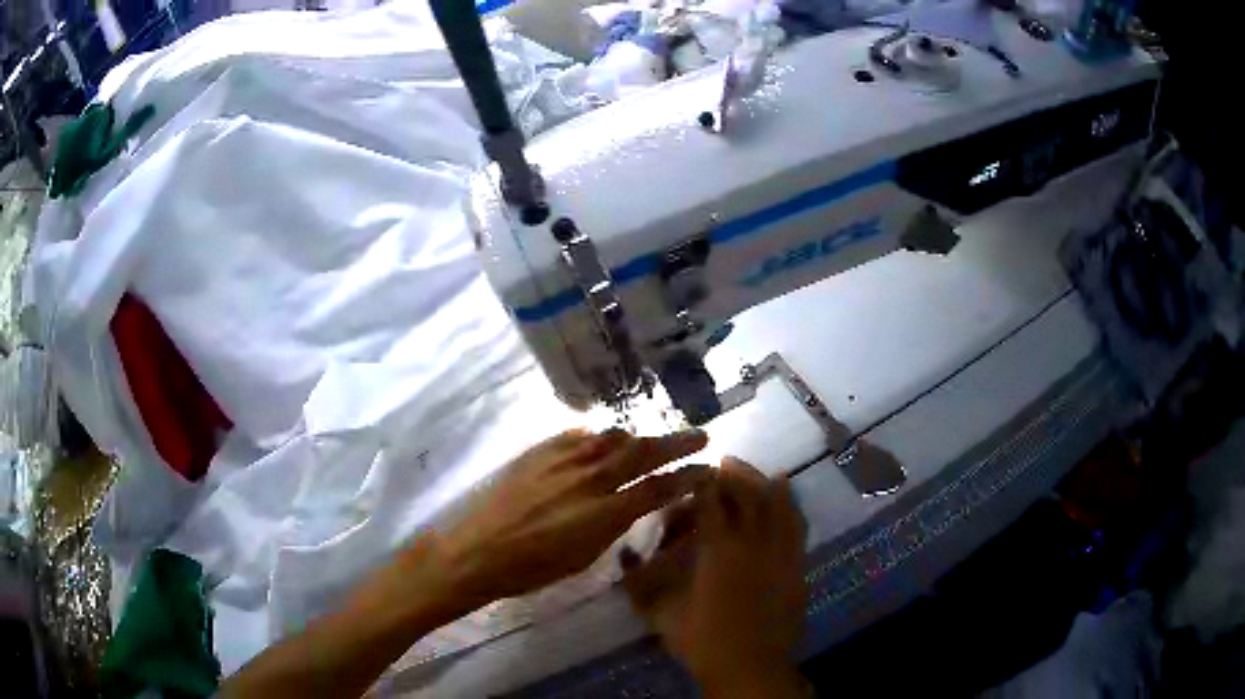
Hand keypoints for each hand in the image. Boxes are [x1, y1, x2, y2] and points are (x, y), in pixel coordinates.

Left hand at [427, 428, 709, 605]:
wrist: (477, 551)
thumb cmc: (531, 570)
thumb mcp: (583, 558)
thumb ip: (611, 526)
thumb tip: (627, 505)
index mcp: (604, 512)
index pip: (658, 487)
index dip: (687, 477)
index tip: (707, 470)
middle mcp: (589, 478)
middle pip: (642, 452)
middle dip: (676, 442)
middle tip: (700, 435)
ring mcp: (562, 460)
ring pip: (610, 438)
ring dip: (636, 438)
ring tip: (647, 441)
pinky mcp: (538, 452)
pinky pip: (576, 436)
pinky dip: (596, 437)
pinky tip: (600, 440)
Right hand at [623, 457, 807, 697]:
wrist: (750, 667)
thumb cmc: (702, 641)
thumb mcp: (661, 614)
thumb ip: (638, 582)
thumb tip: (624, 553)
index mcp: (718, 551)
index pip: (711, 503)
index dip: (703, 483)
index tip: (696, 471)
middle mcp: (752, 543)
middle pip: (749, 495)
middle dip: (736, 473)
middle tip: (725, 461)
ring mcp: (780, 554)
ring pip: (779, 505)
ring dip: (766, 483)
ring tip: (758, 473)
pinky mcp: (797, 566)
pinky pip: (798, 526)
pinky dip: (791, 506)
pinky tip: (787, 498)